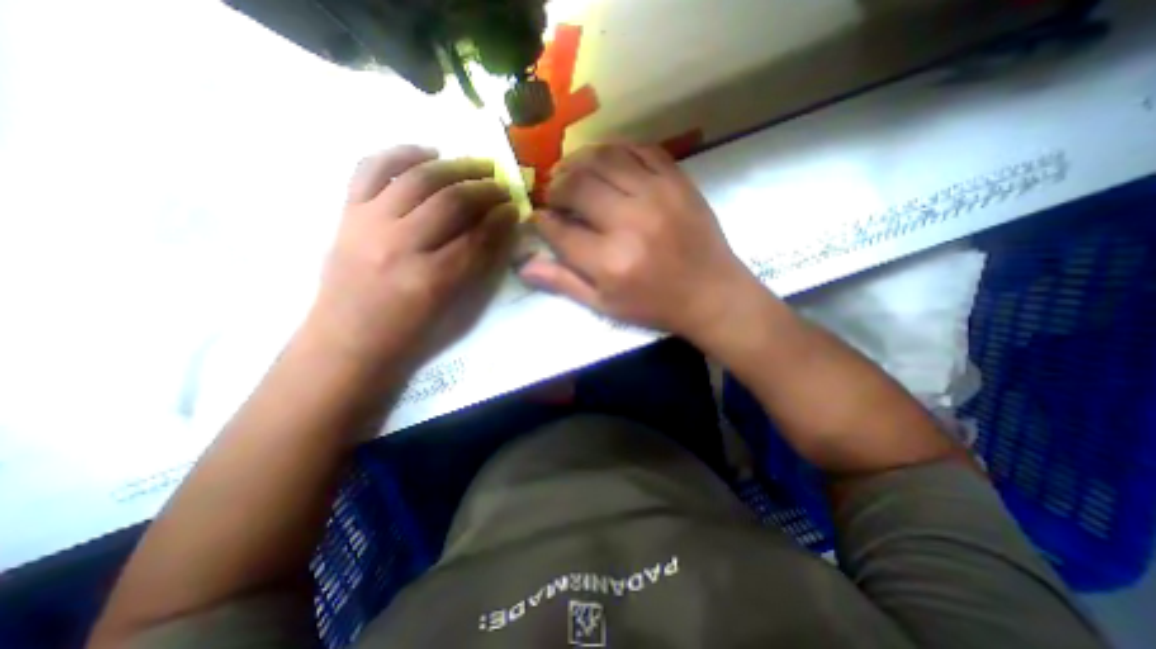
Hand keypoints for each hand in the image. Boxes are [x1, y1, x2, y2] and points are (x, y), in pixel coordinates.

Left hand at [313, 144, 518, 372]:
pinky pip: (371, 168)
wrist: (347, 340)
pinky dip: (401, 153)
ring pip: (418, 178)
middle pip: (451, 202)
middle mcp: (400, 244)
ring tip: (477, 164)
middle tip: (502, 186)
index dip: (501, 219)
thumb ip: (478, 266)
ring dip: (454, 166)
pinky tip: (427, 153)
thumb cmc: (408, 333)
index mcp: (431, 279)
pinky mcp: (348, 213)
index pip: (477, 237)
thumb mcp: (452, 307)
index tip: (515, 208)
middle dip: (484, 189)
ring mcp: (369, 223)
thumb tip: (499, 229)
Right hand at [520, 141, 754, 342]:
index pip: (559, 230)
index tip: (539, 219)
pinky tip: (606, 163)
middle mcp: (630, 222)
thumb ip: (564, 283)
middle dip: (555, 188)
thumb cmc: (655, 306)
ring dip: (578, 161)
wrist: (711, 293)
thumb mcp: (605, 305)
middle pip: (577, 186)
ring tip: (571, 173)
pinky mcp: (678, 181)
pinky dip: (615, 151)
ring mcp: (657, 195)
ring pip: (604, 158)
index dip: (542, 221)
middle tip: (554, 196)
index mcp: (610, 261)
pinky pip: (639, 150)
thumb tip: (523, 265)